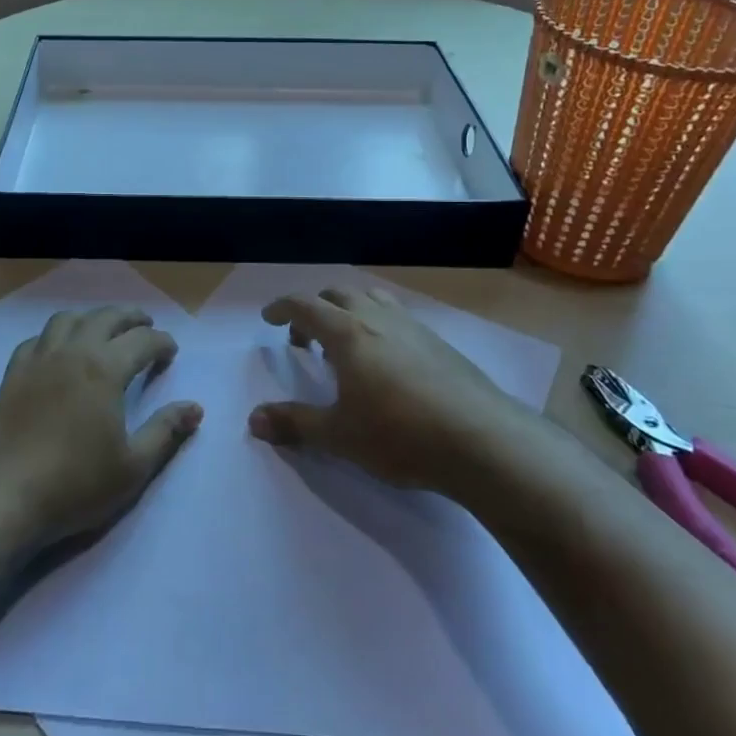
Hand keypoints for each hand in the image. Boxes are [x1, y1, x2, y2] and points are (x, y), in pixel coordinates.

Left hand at [0, 306, 201, 554]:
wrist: (1, 498)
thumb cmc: (74, 485)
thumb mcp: (132, 467)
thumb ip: (165, 432)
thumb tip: (195, 408)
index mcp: (104, 370)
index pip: (141, 341)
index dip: (161, 342)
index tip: (171, 352)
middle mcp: (72, 353)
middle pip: (105, 318)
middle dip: (130, 318)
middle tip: (145, 325)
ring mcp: (38, 360)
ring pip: (68, 319)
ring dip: (92, 318)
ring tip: (103, 329)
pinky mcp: (12, 375)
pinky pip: (37, 339)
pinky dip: (56, 335)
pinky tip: (58, 351)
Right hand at [248, 286, 531, 492]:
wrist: (482, 441)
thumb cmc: (400, 434)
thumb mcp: (339, 435)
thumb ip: (295, 424)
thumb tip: (253, 420)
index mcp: (348, 333)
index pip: (305, 306)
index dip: (282, 308)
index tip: (268, 318)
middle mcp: (378, 319)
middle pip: (338, 295)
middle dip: (315, 310)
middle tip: (304, 339)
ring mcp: (413, 328)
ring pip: (373, 300)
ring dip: (349, 311)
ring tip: (345, 345)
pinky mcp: (440, 344)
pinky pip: (398, 318)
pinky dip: (379, 326)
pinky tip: (387, 364)